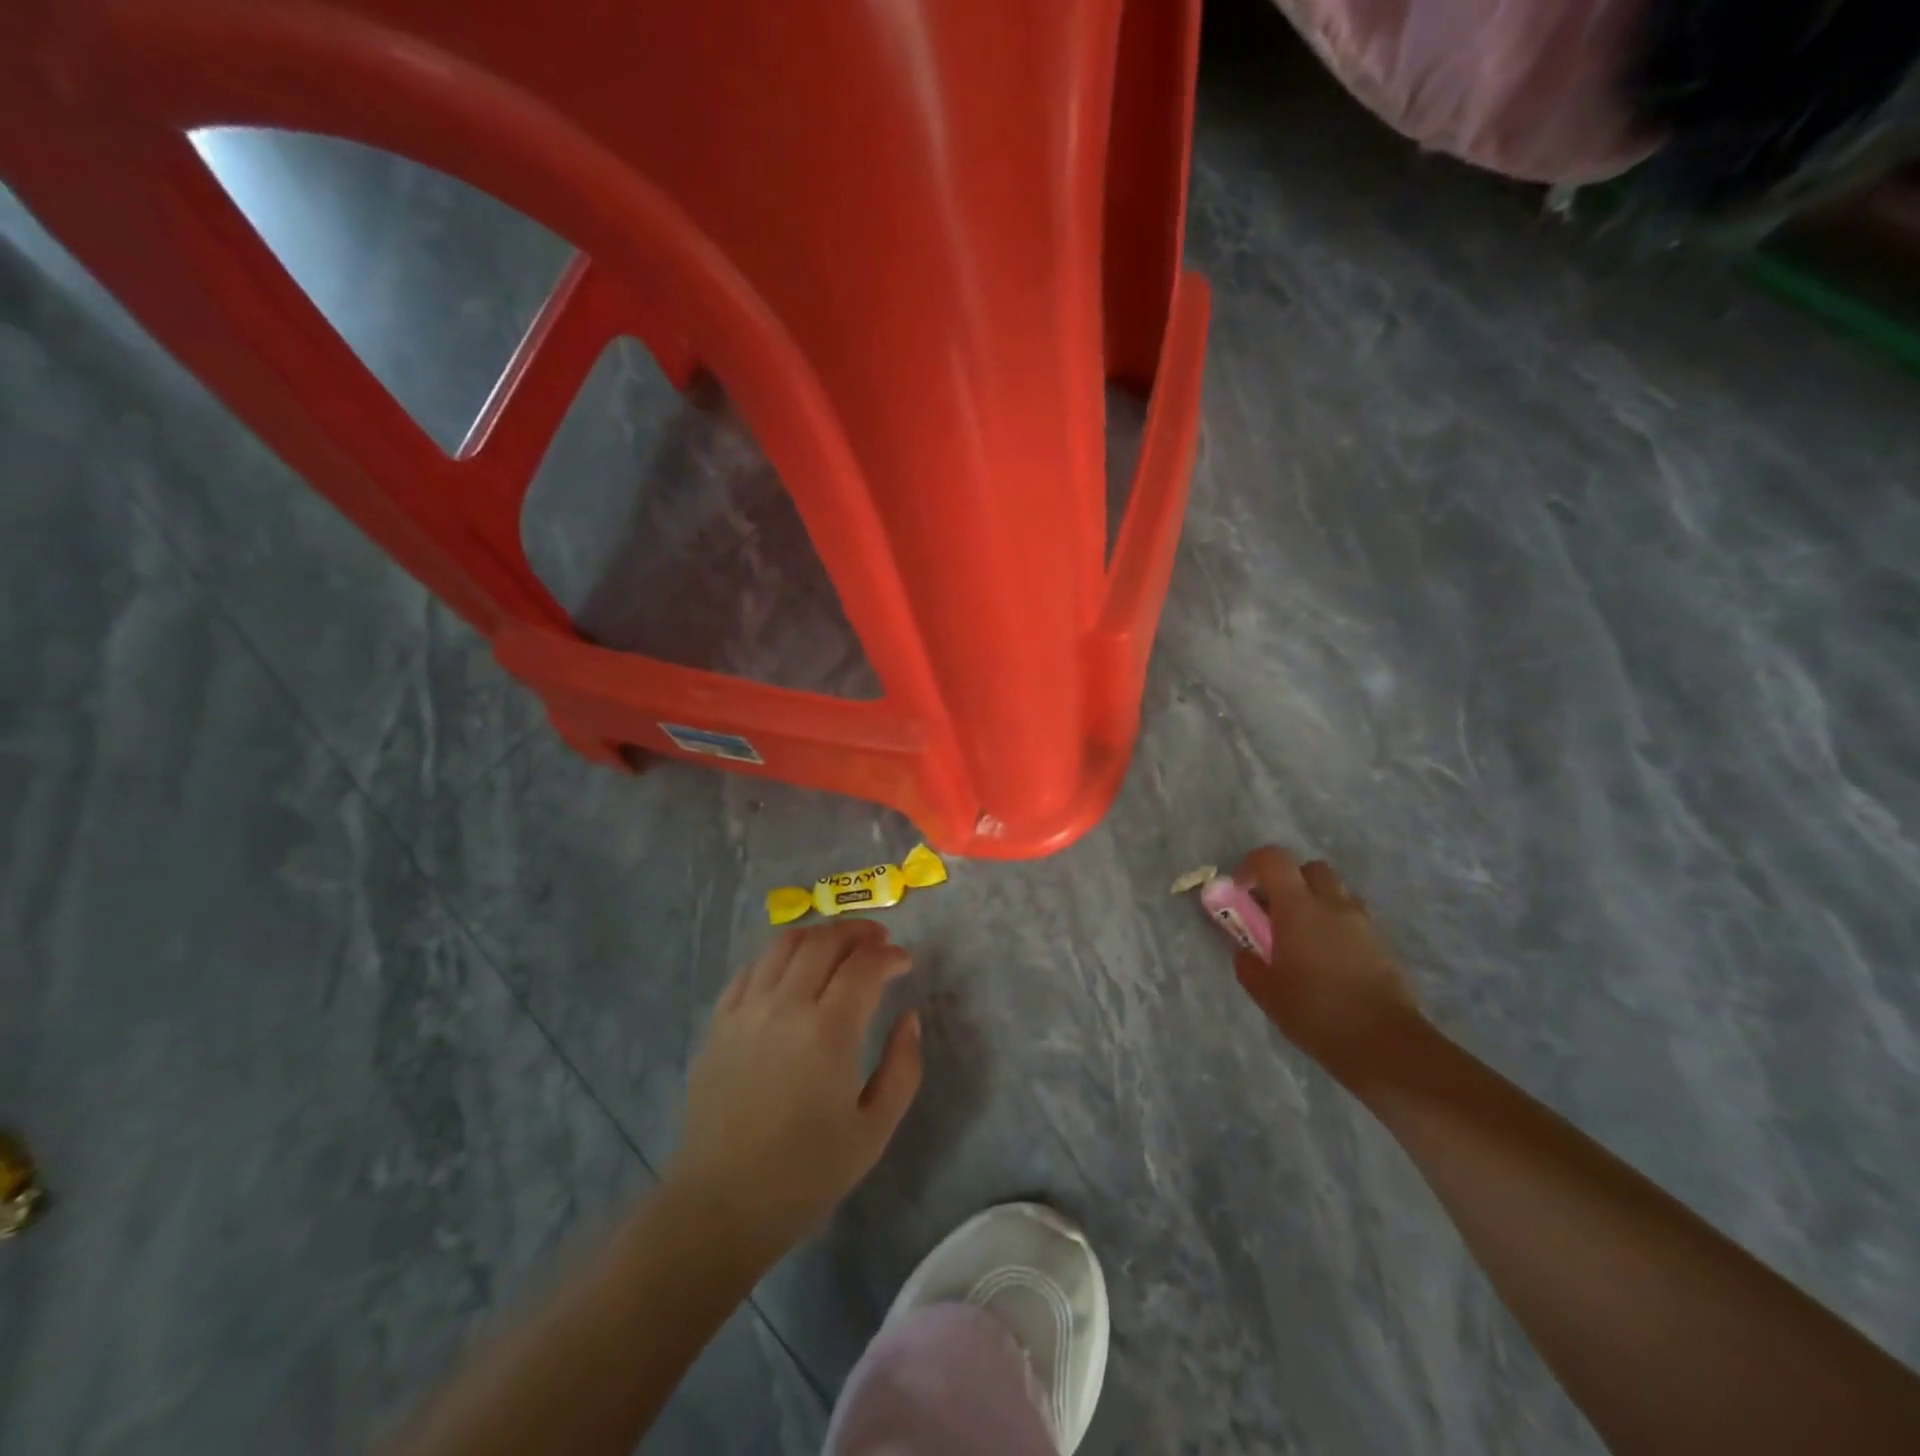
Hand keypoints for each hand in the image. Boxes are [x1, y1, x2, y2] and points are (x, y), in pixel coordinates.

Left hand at [664, 920, 921, 1261]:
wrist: (722, 1205)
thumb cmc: (806, 1174)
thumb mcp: (875, 1130)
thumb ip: (903, 1067)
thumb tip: (909, 1017)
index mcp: (827, 1033)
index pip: (864, 966)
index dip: (890, 956)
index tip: (905, 963)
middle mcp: (784, 1007)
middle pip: (823, 941)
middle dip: (858, 932)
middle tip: (879, 941)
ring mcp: (746, 1011)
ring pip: (784, 945)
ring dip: (819, 936)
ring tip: (839, 947)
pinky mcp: (719, 1022)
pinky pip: (751, 968)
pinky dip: (779, 957)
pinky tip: (793, 972)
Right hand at [1231, 847, 1420, 1081]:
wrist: (1386, 1045)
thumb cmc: (1316, 1014)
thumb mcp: (1267, 992)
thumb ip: (1249, 964)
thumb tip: (1245, 952)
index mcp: (1298, 908)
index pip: (1273, 859)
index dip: (1252, 867)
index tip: (1241, 892)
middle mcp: (1333, 904)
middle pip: (1308, 868)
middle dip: (1288, 881)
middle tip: (1274, 912)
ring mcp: (1362, 922)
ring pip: (1335, 892)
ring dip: (1314, 902)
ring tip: (1302, 939)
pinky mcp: (1382, 943)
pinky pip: (1353, 918)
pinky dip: (1335, 925)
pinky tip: (1328, 960)